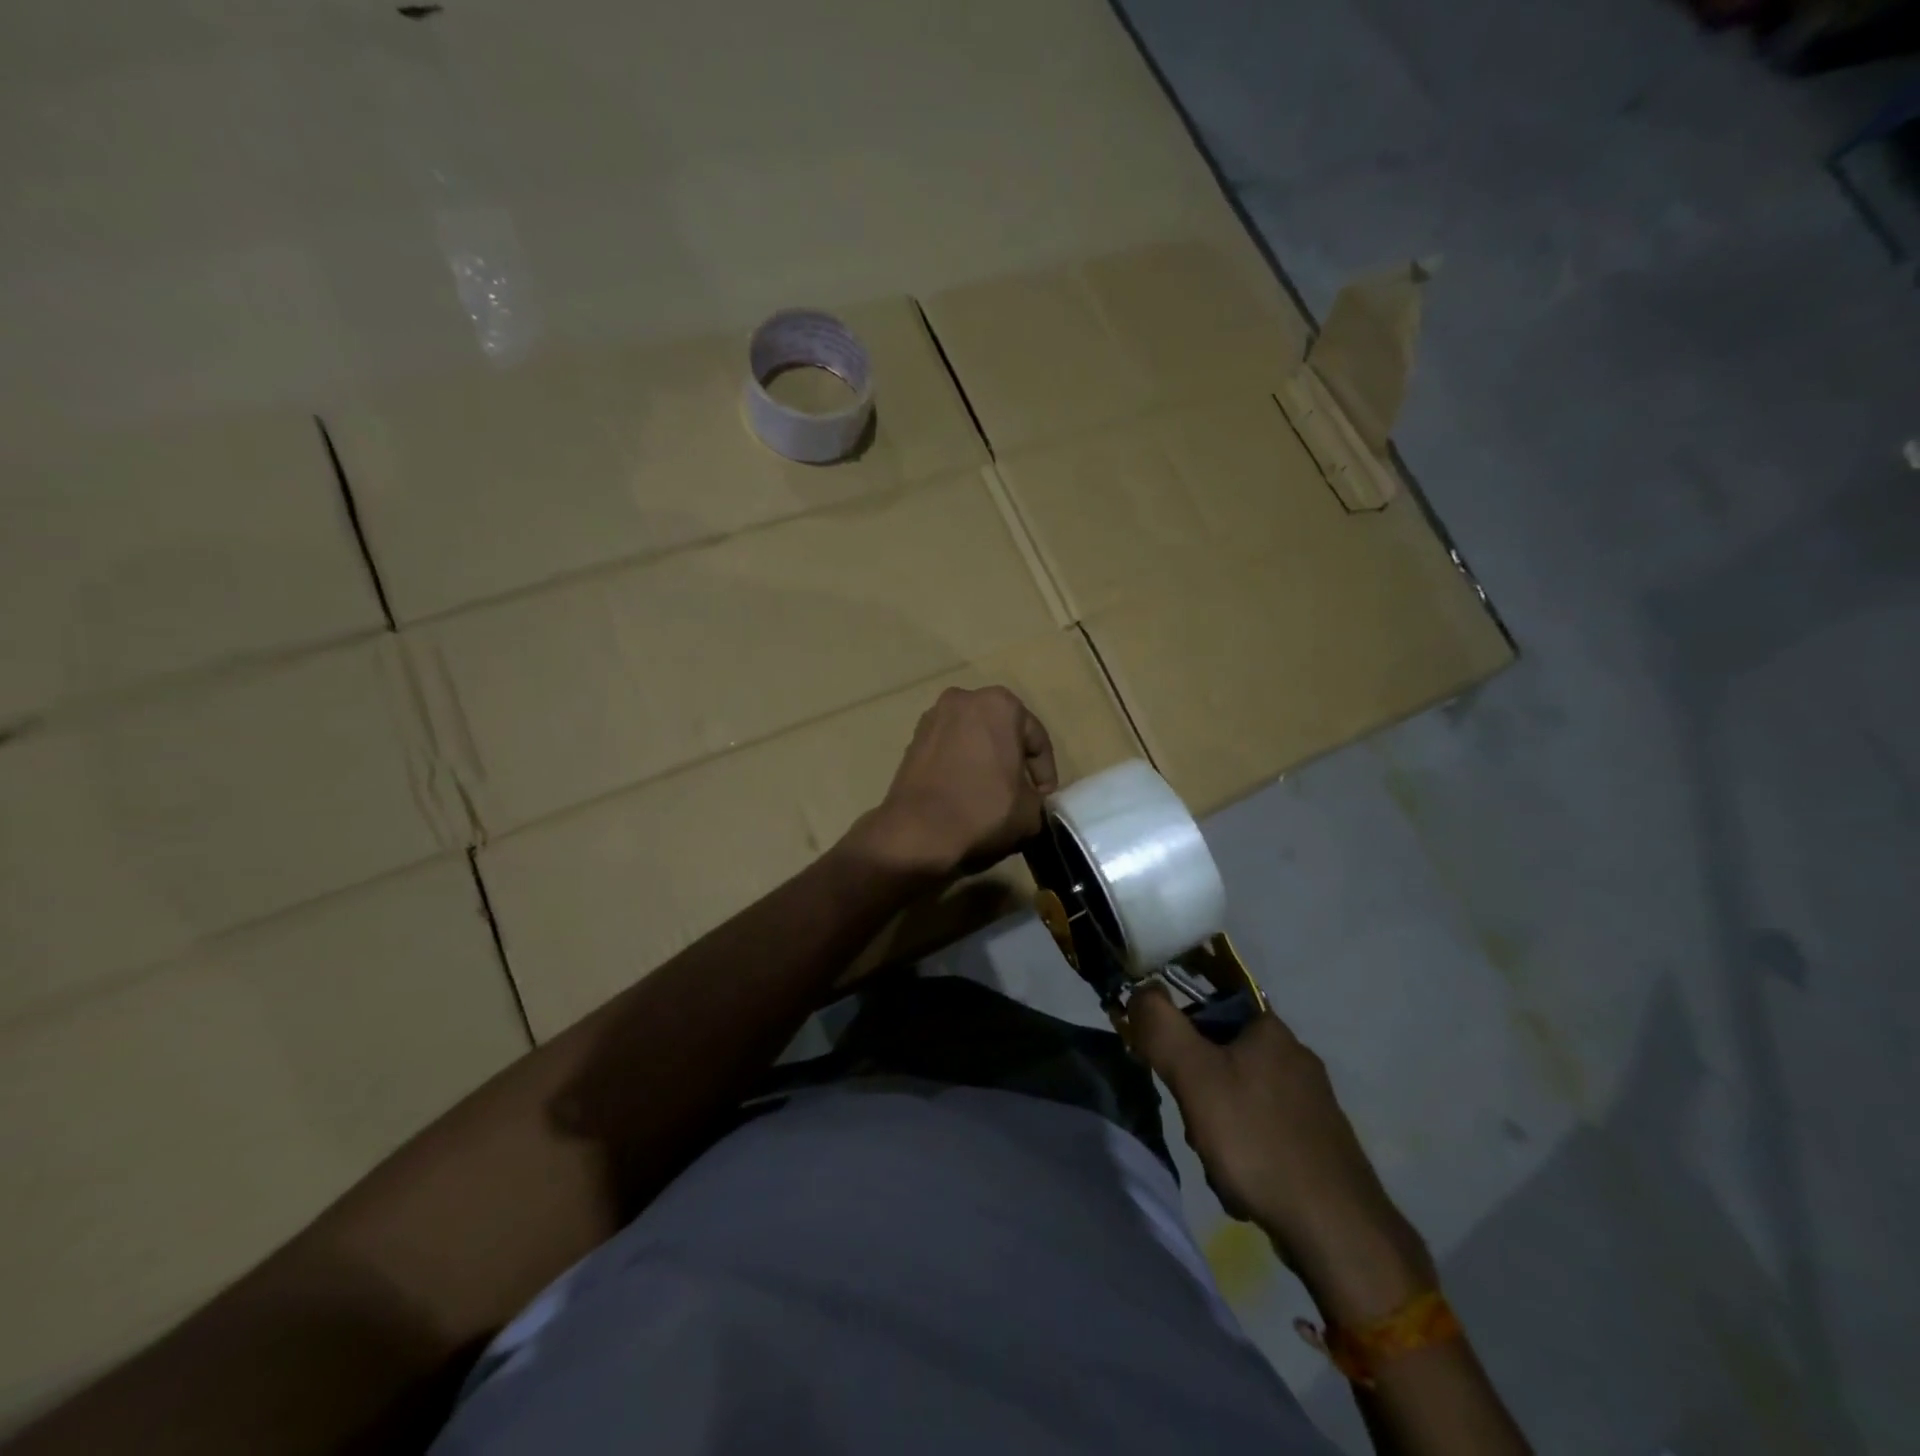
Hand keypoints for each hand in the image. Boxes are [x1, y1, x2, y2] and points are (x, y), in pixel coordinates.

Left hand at [855, 686, 1056, 879]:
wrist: (917, 830)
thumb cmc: (983, 810)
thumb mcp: (1030, 811)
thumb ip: (1037, 797)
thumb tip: (1028, 799)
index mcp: (1001, 704)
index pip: (1037, 740)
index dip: (1045, 774)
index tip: (1044, 800)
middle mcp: (965, 699)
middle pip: (1003, 733)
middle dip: (1013, 761)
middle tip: (1021, 794)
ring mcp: (933, 717)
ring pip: (974, 740)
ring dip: (986, 762)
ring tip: (992, 795)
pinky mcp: (912, 739)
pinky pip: (949, 750)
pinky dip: (961, 766)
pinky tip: (964, 794)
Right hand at [1126, 987, 1434, 1323]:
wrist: (1337, 1230)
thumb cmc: (1258, 1139)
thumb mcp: (1194, 1076)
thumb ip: (1161, 1027)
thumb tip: (1140, 990)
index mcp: (1270, 1028)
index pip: (1210, 1004)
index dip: (1182, 1032)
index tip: (1173, 1066)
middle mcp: (1295, 1055)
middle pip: (1221, 1055)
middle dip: (1198, 1090)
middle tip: (1194, 1121)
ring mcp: (1311, 1101)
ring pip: (1238, 1096)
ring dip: (1217, 1126)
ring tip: (1218, 1160)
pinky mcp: (1318, 1141)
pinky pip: (1262, 1130)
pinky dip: (1245, 1151)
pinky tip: (1243, 1181)